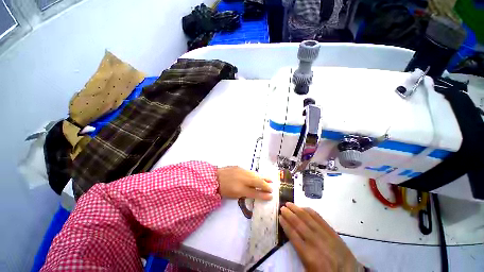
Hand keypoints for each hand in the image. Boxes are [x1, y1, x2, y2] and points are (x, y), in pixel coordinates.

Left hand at [217, 166, 271, 199]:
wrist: (214, 177)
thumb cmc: (223, 189)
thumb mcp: (234, 195)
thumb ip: (245, 193)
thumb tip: (255, 193)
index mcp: (240, 189)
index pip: (254, 192)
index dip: (263, 194)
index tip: (271, 196)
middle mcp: (242, 179)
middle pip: (257, 182)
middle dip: (265, 185)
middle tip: (272, 188)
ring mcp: (241, 172)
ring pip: (254, 175)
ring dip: (262, 178)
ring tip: (270, 180)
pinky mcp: (239, 167)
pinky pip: (250, 172)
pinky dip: (255, 175)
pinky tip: (259, 176)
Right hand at [279, 202, 363, 271]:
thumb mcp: (308, 268)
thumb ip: (299, 252)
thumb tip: (291, 236)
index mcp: (308, 254)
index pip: (293, 235)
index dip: (285, 224)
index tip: (280, 217)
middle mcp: (315, 242)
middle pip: (299, 224)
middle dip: (289, 214)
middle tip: (282, 207)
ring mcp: (324, 234)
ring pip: (307, 218)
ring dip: (296, 209)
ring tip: (289, 203)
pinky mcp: (332, 231)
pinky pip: (319, 218)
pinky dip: (310, 211)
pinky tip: (303, 207)